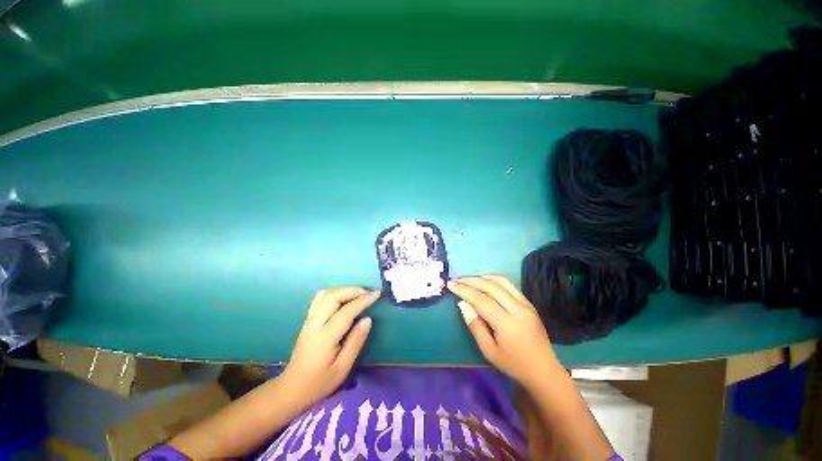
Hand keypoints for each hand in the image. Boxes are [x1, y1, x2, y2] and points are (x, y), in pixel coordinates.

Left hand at [280, 287, 378, 406]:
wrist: (292, 389)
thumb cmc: (320, 382)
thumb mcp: (342, 368)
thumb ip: (356, 342)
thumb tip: (368, 319)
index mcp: (325, 337)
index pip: (347, 311)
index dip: (363, 300)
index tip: (376, 294)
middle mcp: (315, 324)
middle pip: (333, 297)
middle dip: (353, 291)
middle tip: (368, 293)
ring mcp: (309, 321)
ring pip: (325, 295)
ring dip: (343, 290)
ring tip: (358, 294)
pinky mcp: (307, 321)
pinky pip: (319, 299)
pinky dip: (334, 293)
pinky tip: (342, 298)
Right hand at [448, 275, 561, 388]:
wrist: (543, 369)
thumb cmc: (513, 364)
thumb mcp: (489, 350)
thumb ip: (475, 325)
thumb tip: (462, 303)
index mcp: (507, 323)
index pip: (481, 300)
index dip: (464, 290)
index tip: (450, 285)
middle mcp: (518, 309)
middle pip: (490, 287)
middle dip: (470, 281)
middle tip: (456, 280)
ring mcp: (525, 304)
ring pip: (501, 281)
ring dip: (482, 277)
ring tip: (468, 279)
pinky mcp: (529, 303)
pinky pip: (509, 285)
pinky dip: (494, 279)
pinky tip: (484, 281)